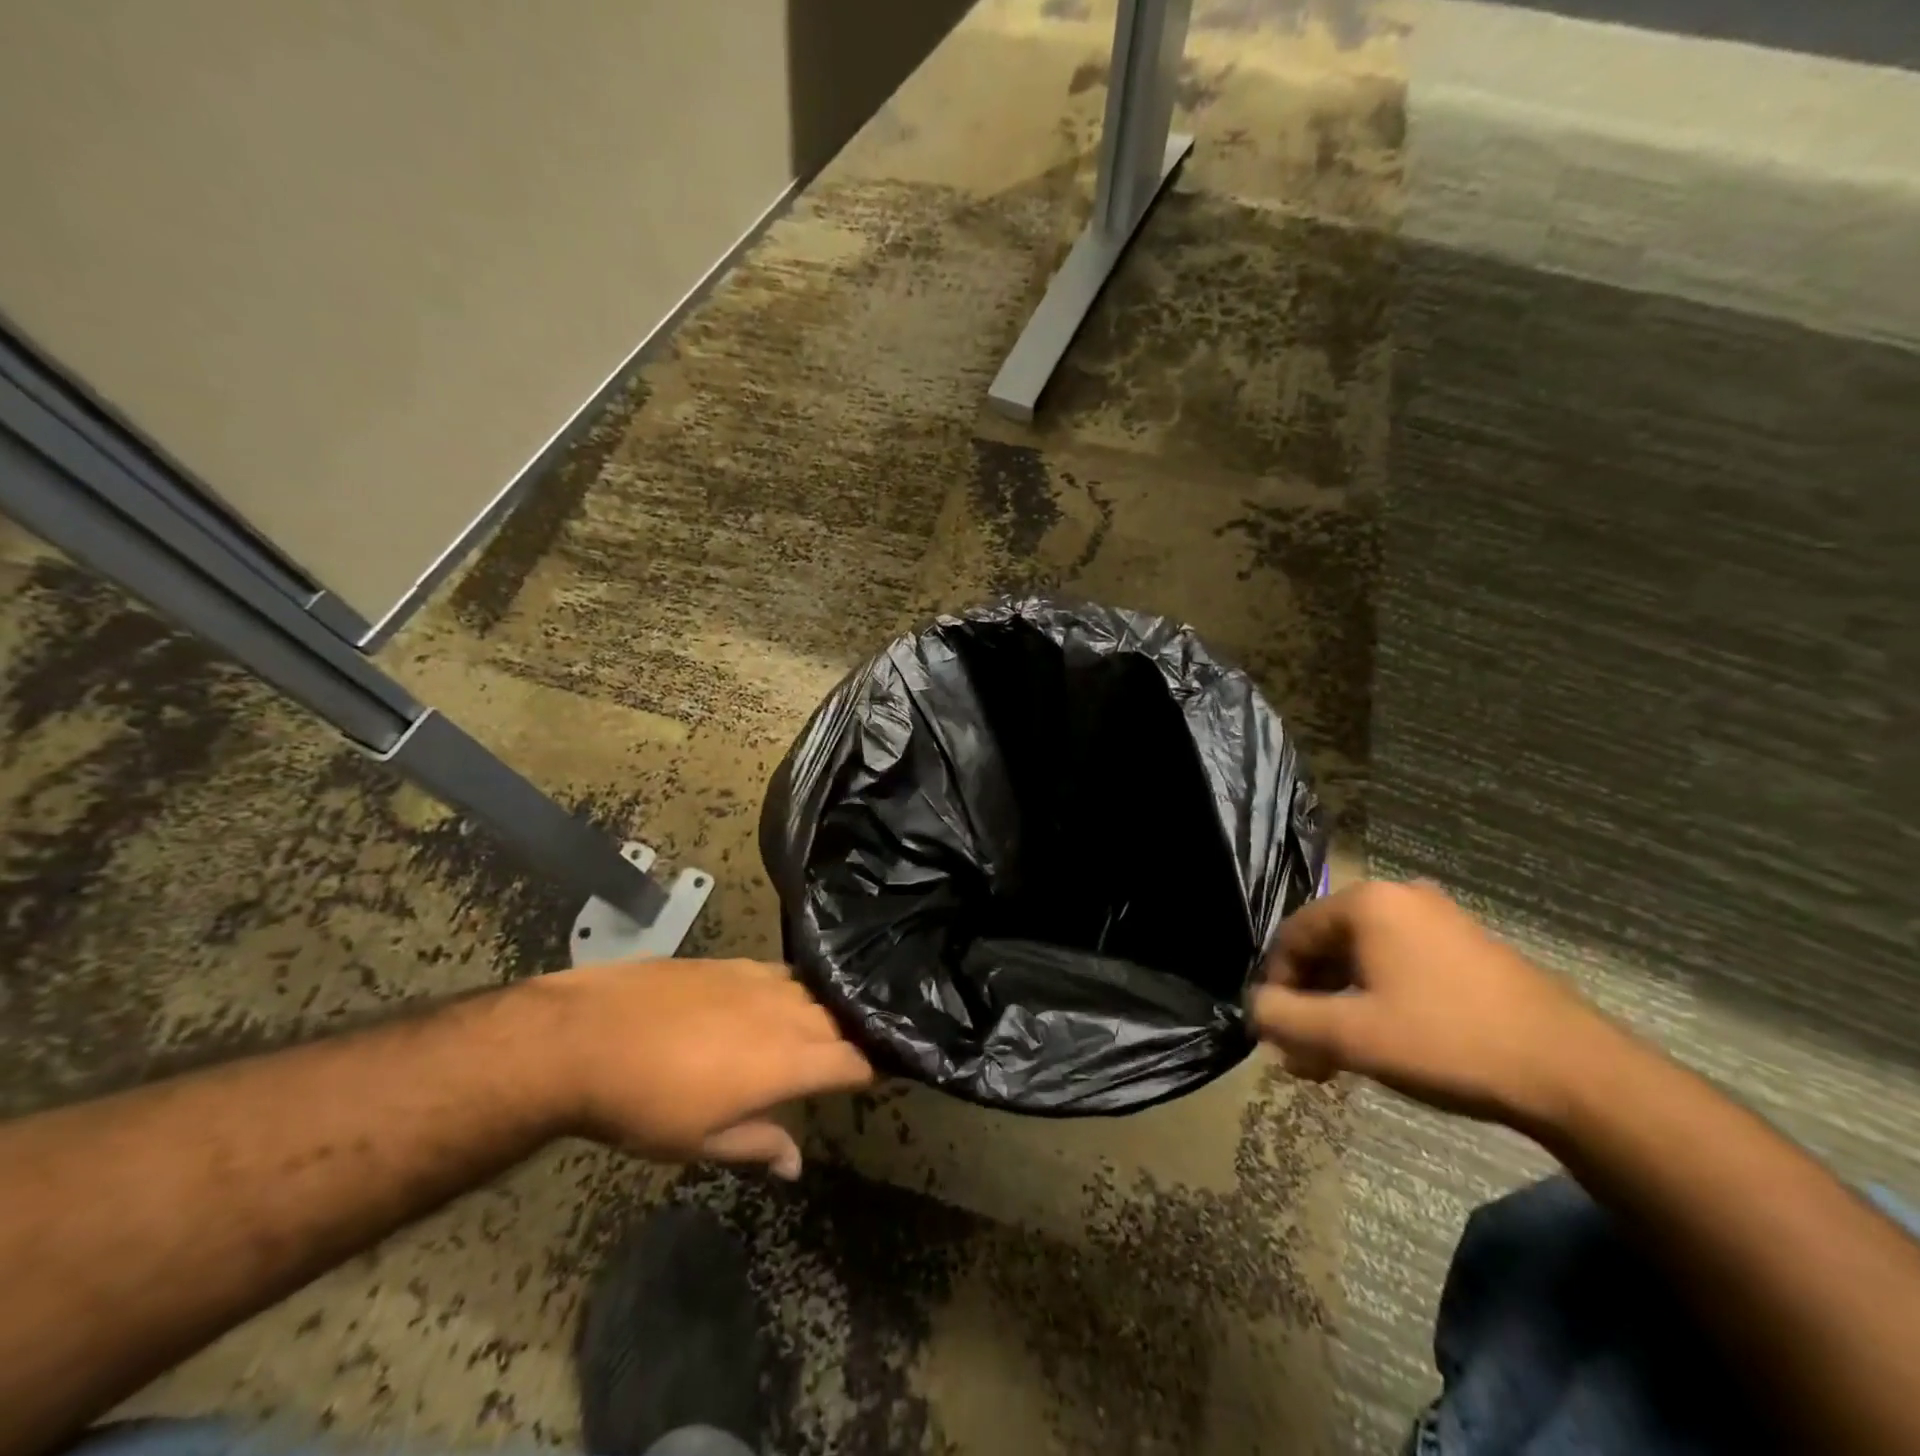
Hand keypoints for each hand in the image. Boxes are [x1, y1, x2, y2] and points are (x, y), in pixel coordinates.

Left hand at [524, 957, 872, 1177]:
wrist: (588, 1036)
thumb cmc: (646, 1103)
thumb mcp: (701, 1141)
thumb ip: (759, 1144)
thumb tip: (796, 1164)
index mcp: (788, 1061)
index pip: (852, 1061)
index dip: (868, 1072)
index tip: (870, 1081)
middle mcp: (786, 1013)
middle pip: (838, 1022)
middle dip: (848, 1041)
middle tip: (841, 1061)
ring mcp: (760, 981)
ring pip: (812, 994)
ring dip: (820, 1014)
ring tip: (815, 1030)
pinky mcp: (733, 962)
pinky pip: (780, 974)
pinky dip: (790, 990)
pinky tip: (776, 1000)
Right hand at [1247, 880, 1614, 1131]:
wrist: (1575, 1075)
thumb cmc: (1447, 1042)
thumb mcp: (1350, 1036)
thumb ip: (1284, 1018)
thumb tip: (1254, 1009)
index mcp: (1368, 903)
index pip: (1292, 935)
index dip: (1276, 984)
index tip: (1279, 1033)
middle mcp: (1401, 898)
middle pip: (1329, 946)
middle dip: (1311, 1001)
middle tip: (1308, 1054)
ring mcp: (1442, 921)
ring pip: (1366, 960)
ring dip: (1343, 1006)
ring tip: (1342, 1059)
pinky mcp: (1472, 949)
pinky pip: (1403, 966)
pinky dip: (1381, 1001)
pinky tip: (1387, 1042)